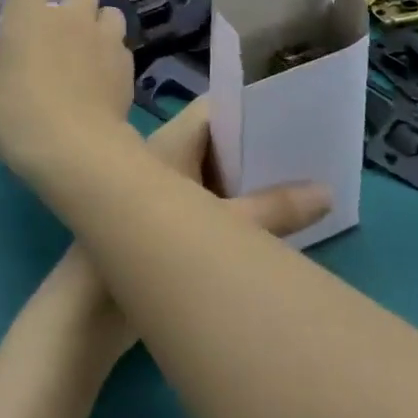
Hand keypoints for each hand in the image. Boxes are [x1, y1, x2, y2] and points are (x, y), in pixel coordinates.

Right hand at [0, 0, 133, 175]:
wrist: (75, 146)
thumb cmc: (18, 117)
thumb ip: (0, 70)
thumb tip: (10, 70)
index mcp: (28, 17)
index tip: (23, 13)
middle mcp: (69, 16)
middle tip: (61, 26)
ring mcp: (103, 37)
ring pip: (110, 10)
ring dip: (99, 22)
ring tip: (89, 47)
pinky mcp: (127, 62)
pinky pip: (121, 46)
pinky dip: (112, 55)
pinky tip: (103, 78)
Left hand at [38, 100, 331, 361]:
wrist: (89, 309)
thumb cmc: (155, 250)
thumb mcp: (228, 229)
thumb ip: (277, 210)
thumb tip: (328, 192)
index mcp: (175, 140)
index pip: (220, 109)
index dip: (256, 108)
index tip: (299, 116)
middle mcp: (166, 157)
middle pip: (220, 142)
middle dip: (260, 148)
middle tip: (312, 154)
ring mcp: (161, 189)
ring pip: (213, 173)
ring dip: (248, 180)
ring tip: (303, 184)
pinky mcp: (161, 222)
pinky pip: (204, 200)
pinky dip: (233, 205)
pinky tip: (268, 222)